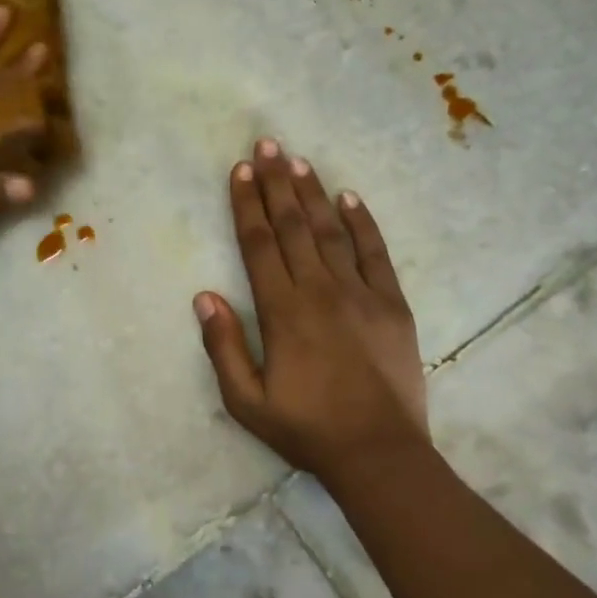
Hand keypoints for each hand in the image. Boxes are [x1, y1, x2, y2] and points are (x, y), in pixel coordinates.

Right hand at [194, 139, 429, 476]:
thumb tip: (204, 296)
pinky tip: (350, 198)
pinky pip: (375, 253)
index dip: (246, 204)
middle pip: (292, 227)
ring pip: (331, 231)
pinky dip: (363, 223)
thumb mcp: (246, 400)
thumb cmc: (305, 429)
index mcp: (282, 311)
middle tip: (267, 145)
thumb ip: (222, 346)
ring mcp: (360, 294)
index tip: (240, 170)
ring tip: (298, 160)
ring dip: (312, 194)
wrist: (378, 452)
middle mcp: (319, 290)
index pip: (258, 245)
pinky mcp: (392, 304)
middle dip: (276, 183)